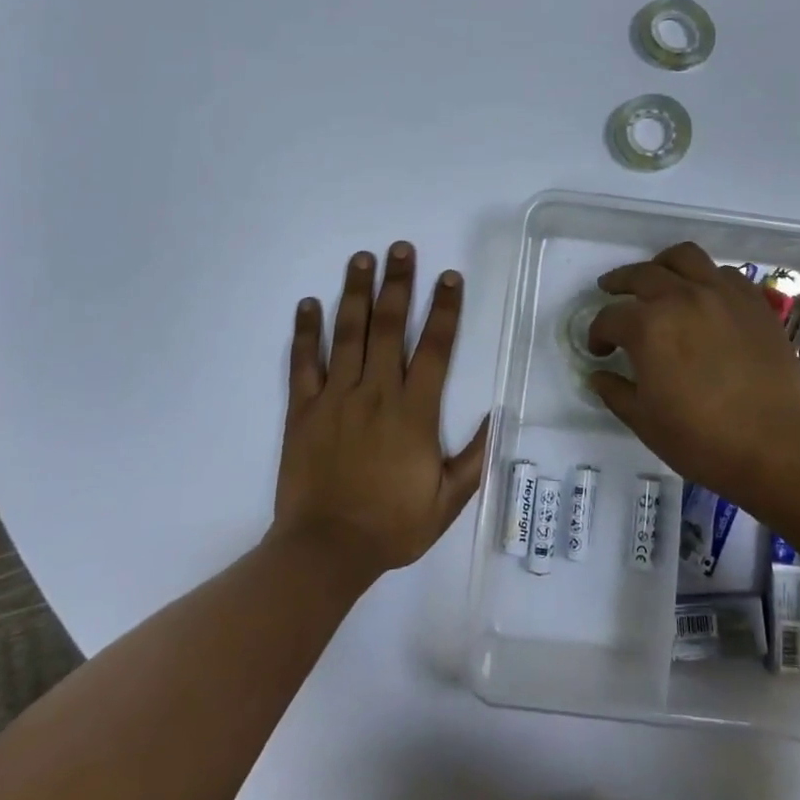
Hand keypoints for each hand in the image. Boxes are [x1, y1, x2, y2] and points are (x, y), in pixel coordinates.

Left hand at [273, 243, 486, 581]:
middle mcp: (377, 392)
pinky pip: (303, 363)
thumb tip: (497, 417)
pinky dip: (306, 331)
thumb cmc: (391, 525)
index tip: (448, 277)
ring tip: (362, 258)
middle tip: (401, 248)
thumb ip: (474, 458)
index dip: (444, 308)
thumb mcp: (447, 501)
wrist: (325, 551)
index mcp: (414, 411)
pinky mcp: (303, 410)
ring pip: (348, 334)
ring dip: (356, 293)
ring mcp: (336, 397)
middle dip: (398, 283)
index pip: (435, 347)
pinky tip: (309, 303)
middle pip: (389, 326)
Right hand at [586, 242, 799, 520]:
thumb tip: (599, 375)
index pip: (610, 318)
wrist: (780, 446)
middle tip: (610, 292)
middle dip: (619, 283)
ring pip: (685, 257)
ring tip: (658, 278)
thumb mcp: (646, 422)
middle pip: (642, 275)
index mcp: (649, 326)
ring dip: (662, 265)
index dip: (597, 334)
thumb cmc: (704, 440)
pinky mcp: (754, 302)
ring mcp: (722, 294)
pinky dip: (706, 277)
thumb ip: (616, 393)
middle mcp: (682, 297)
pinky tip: (704, 296)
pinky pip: (724, 273)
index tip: (599, 350)